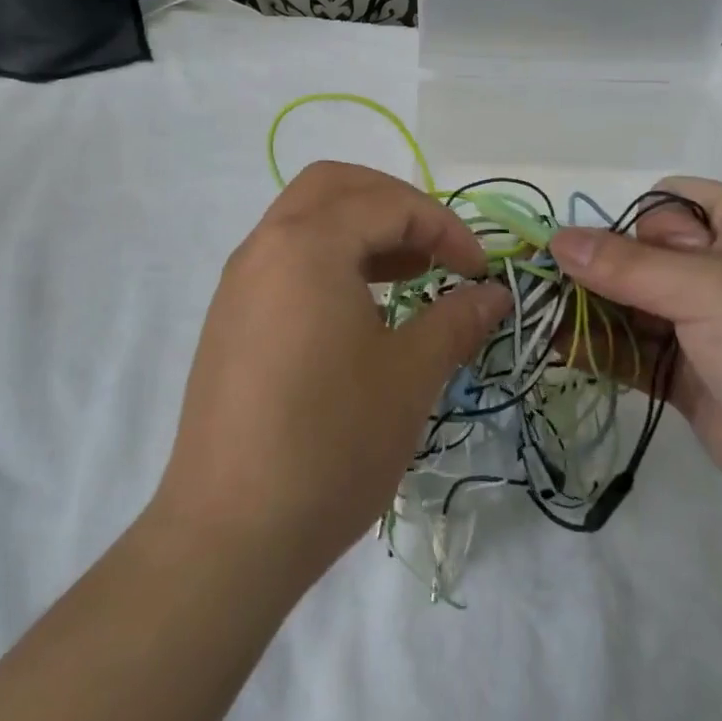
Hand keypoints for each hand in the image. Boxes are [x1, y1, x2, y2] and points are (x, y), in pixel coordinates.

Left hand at [154, 162, 509, 588]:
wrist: (228, 534)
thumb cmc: (330, 444)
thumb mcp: (409, 377)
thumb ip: (455, 320)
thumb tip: (493, 294)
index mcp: (307, 244)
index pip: (388, 204)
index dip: (444, 227)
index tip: (478, 272)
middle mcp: (265, 246)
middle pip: (336, 186)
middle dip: (395, 204)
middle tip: (436, 249)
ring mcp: (240, 282)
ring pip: (305, 218)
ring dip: (361, 228)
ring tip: (407, 273)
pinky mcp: (230, 318)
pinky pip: (285, 257)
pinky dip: (330, 257)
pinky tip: (361, 308)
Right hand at [551, 177, 721, 538]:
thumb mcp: (715, 289)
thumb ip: (629, 265)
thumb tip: (557, 239)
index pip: (672, 202)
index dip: (629, 219)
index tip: (590, 249)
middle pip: (646, 254)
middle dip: (597, 267)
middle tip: (542, 284)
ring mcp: (713, 329)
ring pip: (637, 306)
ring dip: (591, 309)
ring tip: (534, 315)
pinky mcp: (697, 380)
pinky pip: (639, 354)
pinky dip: (602, 350)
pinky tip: (557, 349)